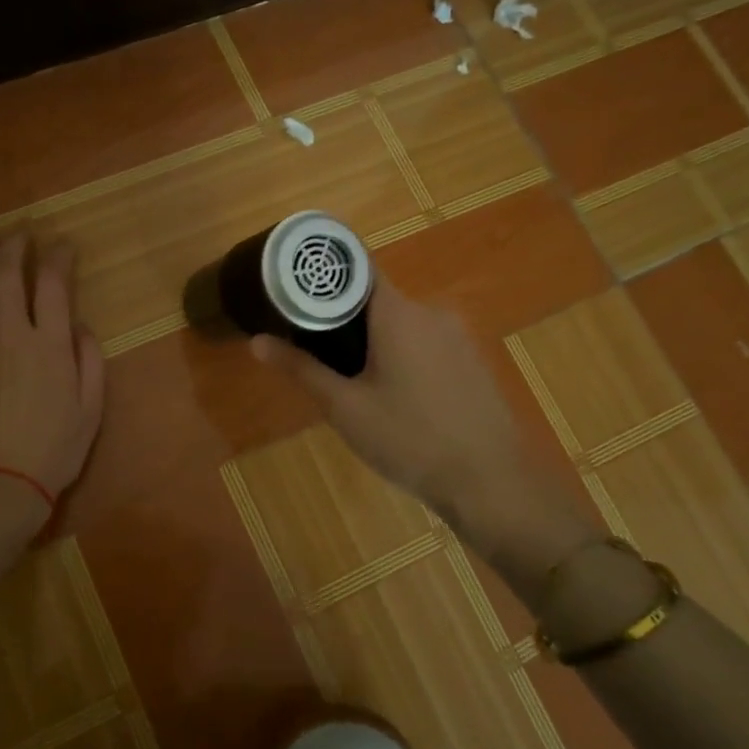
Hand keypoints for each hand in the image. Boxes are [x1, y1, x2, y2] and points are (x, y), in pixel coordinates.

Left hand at [0, 234, 104, 504]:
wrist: (5, 482)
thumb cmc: (58, 448)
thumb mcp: (93, 407)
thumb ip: (90, 360)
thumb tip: (79, 326)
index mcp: (50, 345)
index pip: (53, 284)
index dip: (58, 257)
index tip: (64, 245)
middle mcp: (12, 336)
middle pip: (7, 277)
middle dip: (14, 247)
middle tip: (20, 234)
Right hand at [250, 280, 599, 581]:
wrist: (491, 481)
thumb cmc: (410, 439)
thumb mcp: (345, 408)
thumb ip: (301, 369)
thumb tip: (257, 342)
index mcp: (398, 313)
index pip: (358, 267)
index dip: (326, 273)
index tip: (296, 285)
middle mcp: (431, 312)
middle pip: (377, 299)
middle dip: (344, 318)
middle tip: (314, 347)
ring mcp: (458, 336)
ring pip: (402, 324)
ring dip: (374, 340)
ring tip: (350, 377)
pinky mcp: (472, 361)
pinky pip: (426, 343)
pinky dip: (403, 355)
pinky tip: (395, 395)